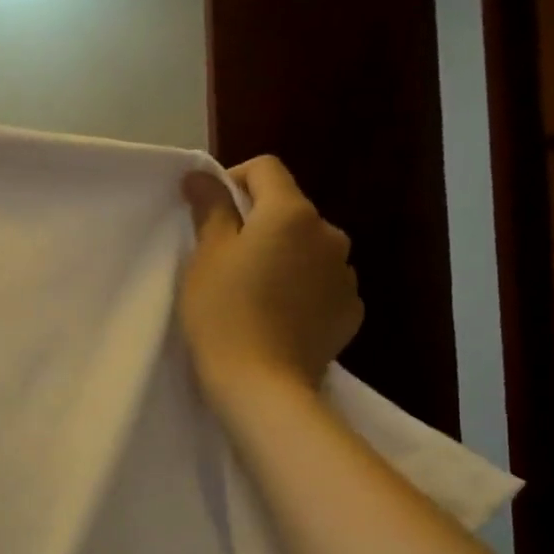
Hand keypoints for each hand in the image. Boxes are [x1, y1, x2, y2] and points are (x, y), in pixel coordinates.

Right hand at [179, 156, 362, 402]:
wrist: (262, 385)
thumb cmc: (223, 314)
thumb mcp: (206, 257)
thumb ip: (209, 208)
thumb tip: (202, 175)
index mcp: (291, 213)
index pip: (266, 168)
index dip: (234, 180)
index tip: (210, 211)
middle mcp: (329, 233)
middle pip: (289, 211)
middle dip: (259, 224)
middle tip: (226, 260)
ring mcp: (345, 273)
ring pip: (308, 249)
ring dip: (284, 257)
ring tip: (255, 293)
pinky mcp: (351, 309)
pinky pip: (322, 284)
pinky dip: (302, 289)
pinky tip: (279, 317)